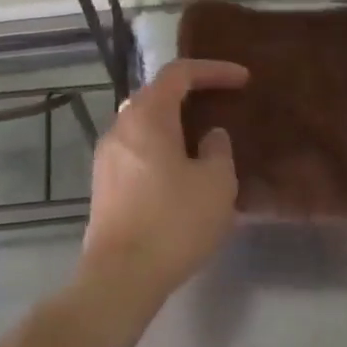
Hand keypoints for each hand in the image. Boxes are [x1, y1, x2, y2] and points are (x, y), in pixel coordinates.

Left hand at [80, 58, 249, 304]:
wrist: (121, 275)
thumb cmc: (174, 222)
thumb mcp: (216, 183)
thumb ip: (218, 150)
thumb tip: (209, 137)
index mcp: (147, 116)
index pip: (179, 74)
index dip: (213, 70)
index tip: (243, 80)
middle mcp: (120, 127)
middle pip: (156, 95)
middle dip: (191, 94)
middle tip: (222, 104)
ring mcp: (106, 156)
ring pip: (144, 124)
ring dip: (174, 124)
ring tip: (203, 140)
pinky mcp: (103, 184)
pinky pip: (136, 150)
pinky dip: (161, 147)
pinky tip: (180, 171)